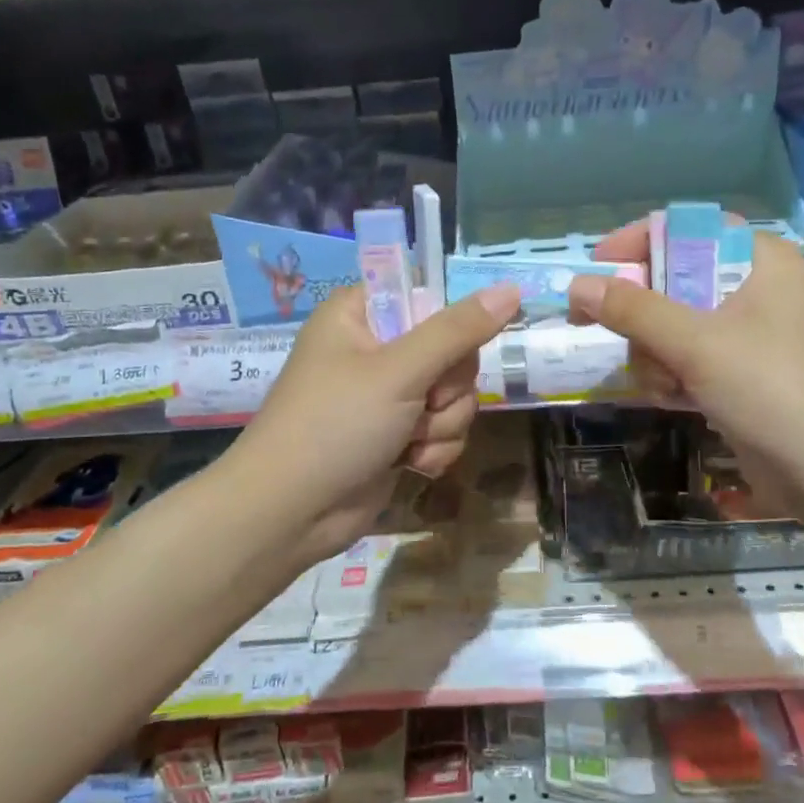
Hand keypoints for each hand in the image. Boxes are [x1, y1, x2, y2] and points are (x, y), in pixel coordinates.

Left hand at [226, 282, 520, 565]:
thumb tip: (512, 288)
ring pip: (454, 395)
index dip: (450, 325)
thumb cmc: (335, 425)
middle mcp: (376, 348)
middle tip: (424, 403)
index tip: (451, 351)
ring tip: (408, 442)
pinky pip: (444, 428)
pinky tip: (410, 464)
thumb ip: (459, 331)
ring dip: (442, 424)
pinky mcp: (398, 434)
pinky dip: (434, 448)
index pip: (429, 297)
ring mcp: (388, 394)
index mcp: (361, 314)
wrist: (291, 514)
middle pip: (452, 350)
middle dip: (447, 388)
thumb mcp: (400, 371)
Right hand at [570, 222, 803, 513]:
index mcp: (762, 260)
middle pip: (675, 280)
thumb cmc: (774, 392)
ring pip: (676, 325)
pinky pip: (691, 357)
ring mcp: (753, 334)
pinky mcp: (746, 372)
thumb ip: (634, 311)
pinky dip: (676, 375)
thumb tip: (577, 285)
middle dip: (646, 318)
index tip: (595, 267)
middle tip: (622, 338)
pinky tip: (678, 401)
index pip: (688, 229)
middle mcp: (759, 288)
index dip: (638, 243)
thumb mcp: (697, 345)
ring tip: (669, 387)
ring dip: (658, 356)